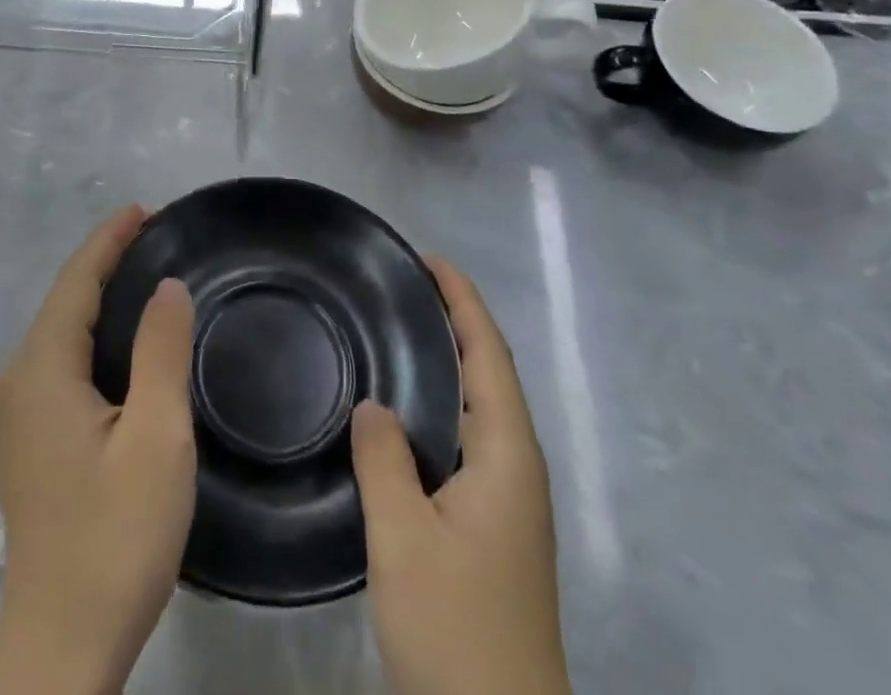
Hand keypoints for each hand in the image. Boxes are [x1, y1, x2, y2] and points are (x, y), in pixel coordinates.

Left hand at [0, 206, 196, 694]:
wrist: (62, 643)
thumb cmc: (116, 536)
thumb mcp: (156, 438)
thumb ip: (160, 351)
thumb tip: (167, 286)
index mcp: (42, 370)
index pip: (75, 281)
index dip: (108, 240)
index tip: (145, 210)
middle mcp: (18, 380)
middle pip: (63, 299)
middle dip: (106, 261)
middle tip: (158, 237)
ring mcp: (17, 412)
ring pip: (61, 330)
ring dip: (99, 296)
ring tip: (146, 273)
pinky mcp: (28, 438)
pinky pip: (60, 358)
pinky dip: (92, 331)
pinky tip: (123, 339)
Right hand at [350, 257, 568, 694]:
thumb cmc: (457, 631)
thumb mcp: (405, 541)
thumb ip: (384, 462)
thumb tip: (374, 405)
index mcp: (507, 454)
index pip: (488, 353)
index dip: (462, 300)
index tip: (428, 259)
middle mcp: (517, 466)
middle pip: (490, 372)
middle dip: (456, 321)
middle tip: (403, 288)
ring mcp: (509, 500)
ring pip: (480, 407)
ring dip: (449, 362)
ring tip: (400, 332)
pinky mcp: (494, 527)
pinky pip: (468, 439)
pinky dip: (441, 405)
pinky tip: (405, 415)